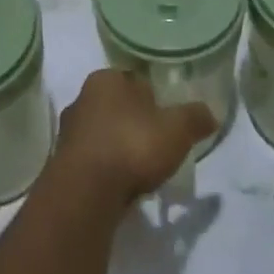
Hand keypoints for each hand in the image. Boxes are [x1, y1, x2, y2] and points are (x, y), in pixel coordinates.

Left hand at [52, 69, 213, 209]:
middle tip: (157, 145)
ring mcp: (68, 133)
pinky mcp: (62, 165)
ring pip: (103, 135)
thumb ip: (195, 118)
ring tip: (141, 171)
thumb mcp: (176, 129)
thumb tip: (211, 114)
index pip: (134, 81)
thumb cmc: (131, 145)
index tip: (167, 120)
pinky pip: (92, 162)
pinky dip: (107, 171)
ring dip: (119, 148)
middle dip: (135, 123)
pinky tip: (121, 187)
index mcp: (105, 79)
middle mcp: (81, 99)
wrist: (86, 193)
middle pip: (117, 107)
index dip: (153, 98)